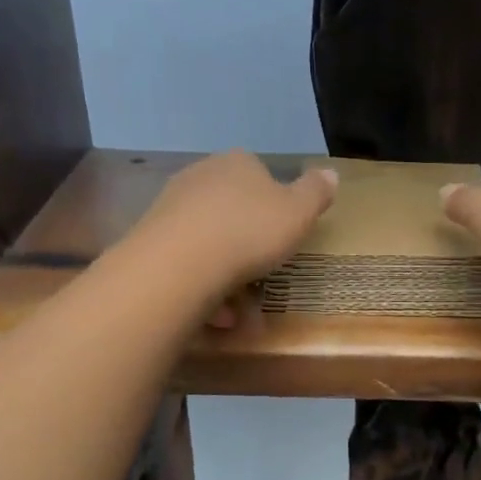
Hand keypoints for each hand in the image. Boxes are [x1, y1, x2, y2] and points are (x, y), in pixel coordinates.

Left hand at [127, 151, 337, 319]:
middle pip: (232, 211)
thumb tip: (330, 172)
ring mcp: (171, 207)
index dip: (275, 208)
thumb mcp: (299, 213)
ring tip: (240, 312)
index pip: (261, 175)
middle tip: (264, 277)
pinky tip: (215, 315)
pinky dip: (204, 288)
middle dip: (248, 246)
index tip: (283, 238)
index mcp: (238, 163)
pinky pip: (187, 264)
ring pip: (209, 243)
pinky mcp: (150, 240)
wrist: (180, 263)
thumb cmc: (250, 233)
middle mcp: (201, 176)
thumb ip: (316, 192)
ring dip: (227, 276)